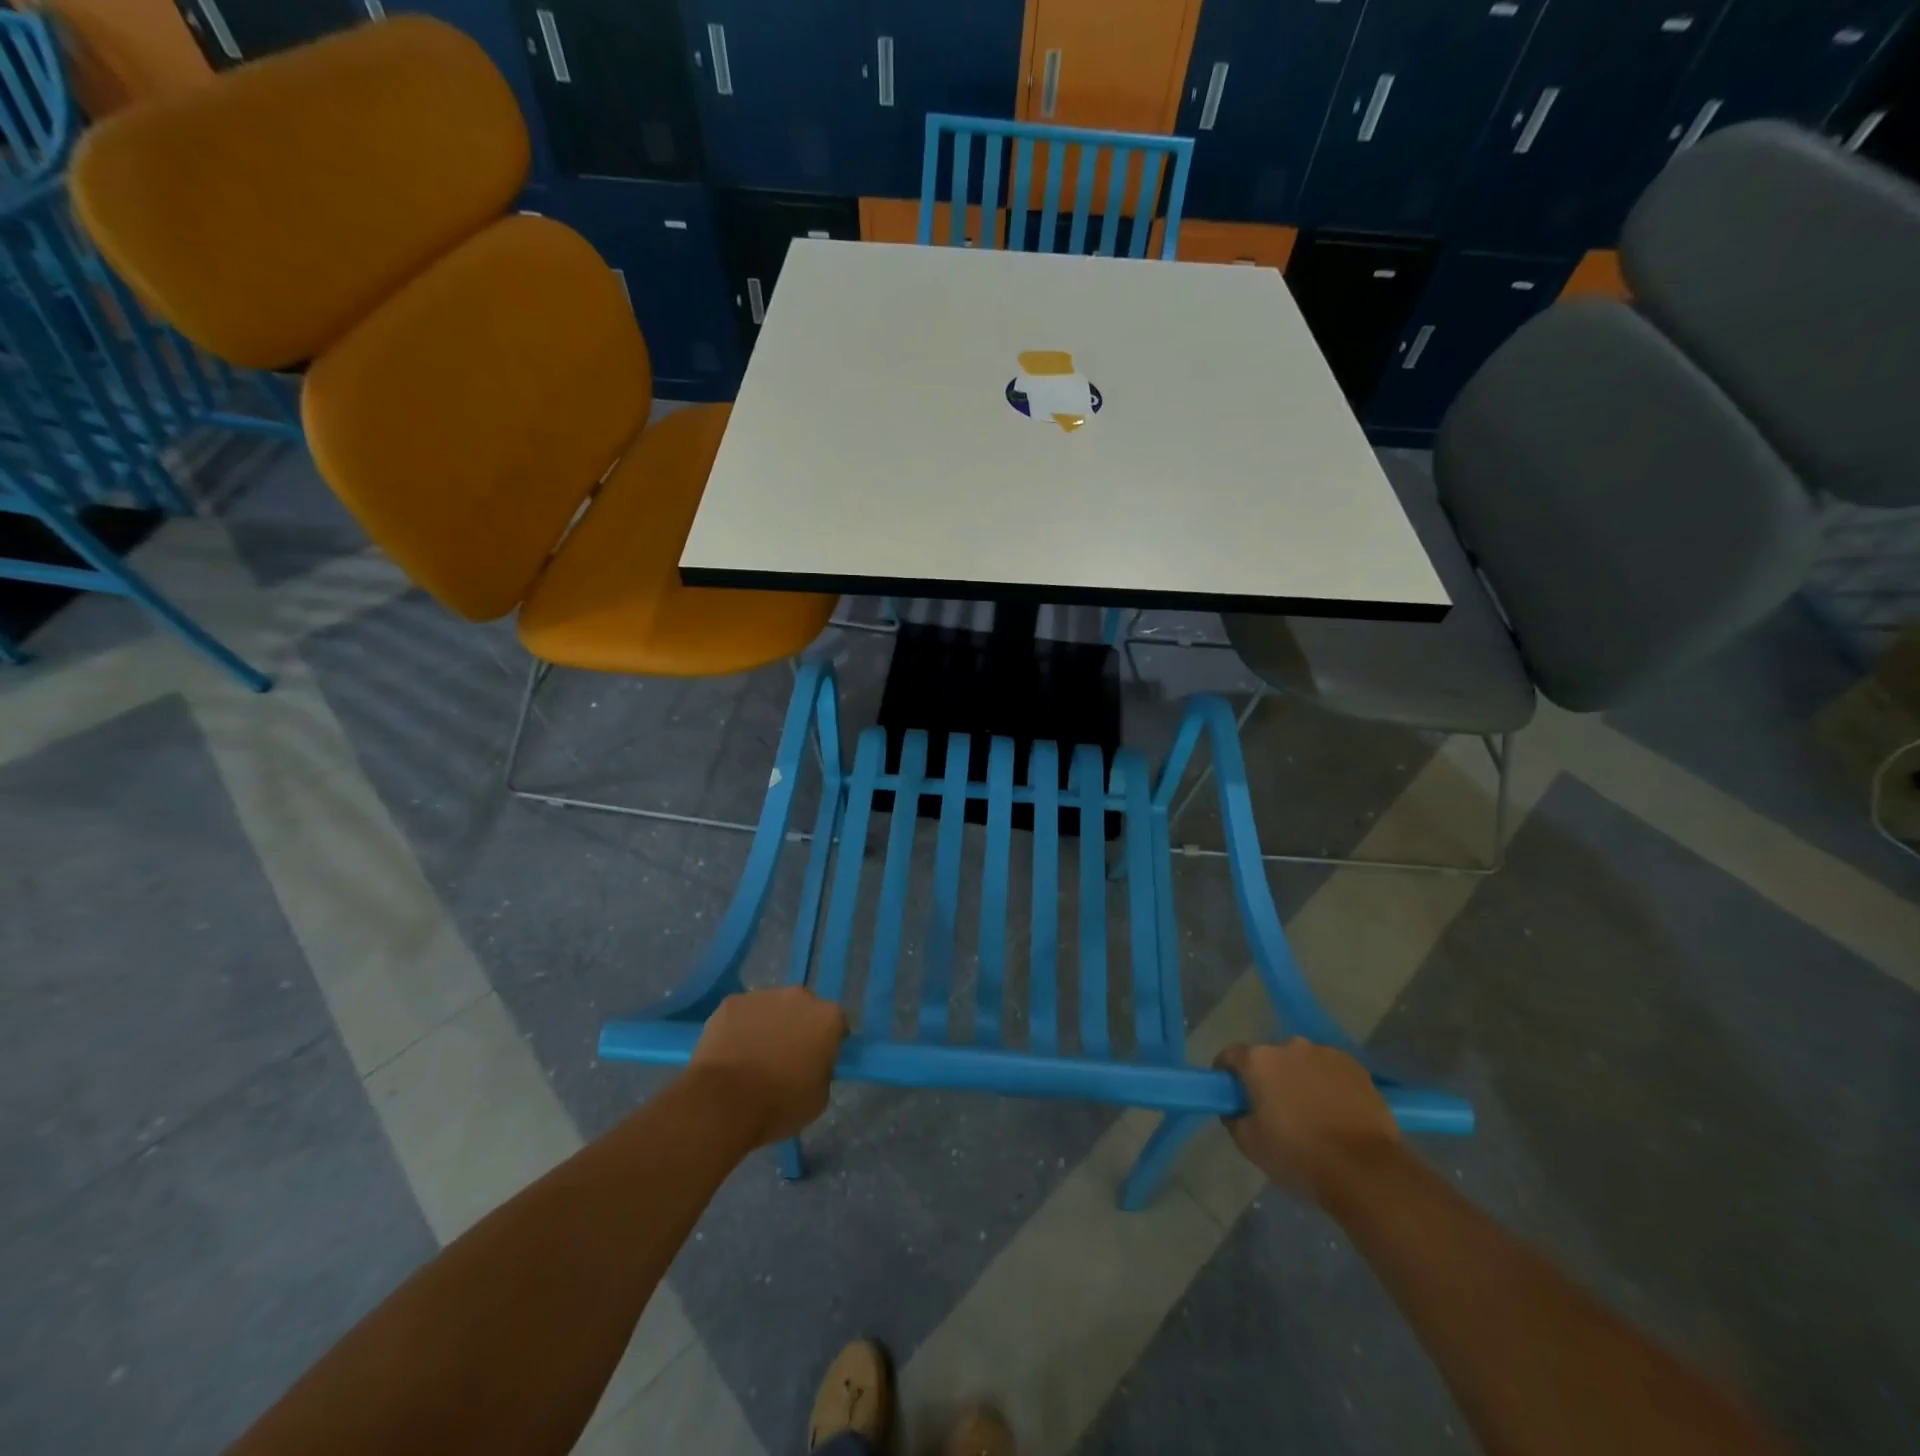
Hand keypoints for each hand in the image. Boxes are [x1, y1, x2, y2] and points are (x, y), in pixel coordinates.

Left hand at [689, 988, 847, 1145]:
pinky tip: (730, 1052)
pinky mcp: (730, 1002)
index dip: (829, 1041)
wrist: (724, 1102)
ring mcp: (763, 995)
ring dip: (768, 1024)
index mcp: (827, 1017)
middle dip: (798, 1025)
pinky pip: (741, 1013)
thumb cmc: (779, 1104)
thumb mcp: (819, 1097)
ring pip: (771, 1008)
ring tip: (753, 1056)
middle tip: (785, 1056)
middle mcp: (799, 996)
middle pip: (804, 1008)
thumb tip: (813, 1064)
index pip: (837, 1024)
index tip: (818, 1060)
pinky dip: (739, 1027)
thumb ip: (822, 1071)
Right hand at [1215, 1038, 1401, 1203]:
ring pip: (1302, 1062)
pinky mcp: (1356, 1067)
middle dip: (1268, 1077)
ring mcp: (1326, 1054)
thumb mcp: (1250, 1144)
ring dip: (1299, 1078)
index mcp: (1259, 1060)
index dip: (1226, 1073)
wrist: (1366, 1171)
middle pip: (1269, 1058)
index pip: (1230, 1055)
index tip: (1230, 1093)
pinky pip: (1331, 1070)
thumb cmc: (1299, 1156)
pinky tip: (1336, 1111)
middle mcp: (1290, 1046)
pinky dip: (1328, 1084)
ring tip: (1311, 1112)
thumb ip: (1234, 1118)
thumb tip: (1235, 1109)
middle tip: (1274, 1108)